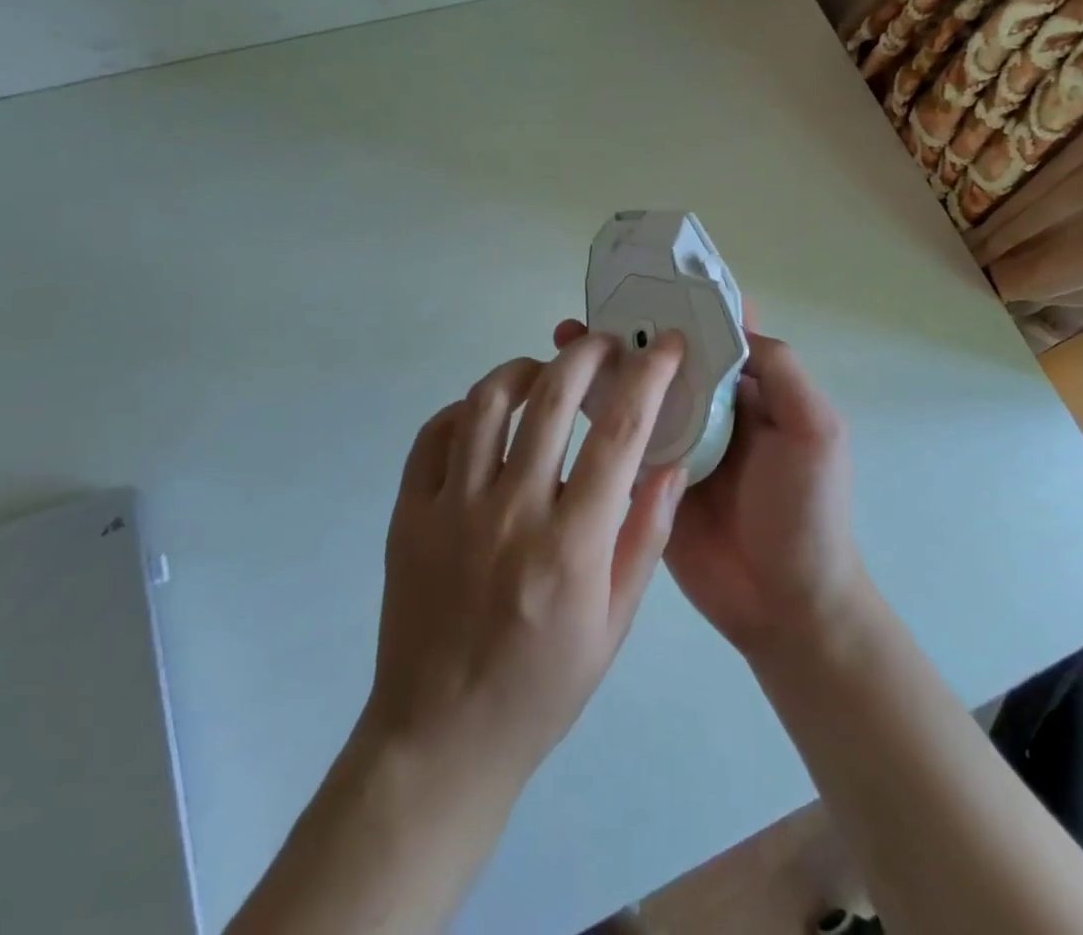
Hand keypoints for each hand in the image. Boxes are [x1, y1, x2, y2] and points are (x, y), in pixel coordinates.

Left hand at [363, 331, 690, 792]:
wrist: (441, 739)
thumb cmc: (542, 686)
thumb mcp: (615, 623)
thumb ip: (647, 536)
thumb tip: (672, 463)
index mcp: (571, 544)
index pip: (620, 434)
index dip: (648, 377)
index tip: (665, 346)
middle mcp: (511, 512)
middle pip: (551, 398)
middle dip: (586, 355)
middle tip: (604, 344)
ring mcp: (452, 509)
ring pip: (486, 402)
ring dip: (523, 369)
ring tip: (544, 371)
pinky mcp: (409, 514)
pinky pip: (434, 435)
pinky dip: (465, 410)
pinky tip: (486, 417)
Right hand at [552, 318, 865, 659]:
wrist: (786, 606)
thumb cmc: (808, 512)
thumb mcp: (815, 431)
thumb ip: (781, 372)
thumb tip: (733, 323)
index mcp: (751, 391)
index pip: (719, 333)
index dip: (688, 303)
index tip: (648, 275)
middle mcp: (712, 409)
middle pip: (670, 357)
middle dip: (634, 328)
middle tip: (591, 308)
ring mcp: (678, 444)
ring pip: (640, 392)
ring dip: (607, 364)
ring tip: (565, 337)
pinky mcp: (650, 480)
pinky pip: (621, 438)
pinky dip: (594, 413)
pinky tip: (559, 395)